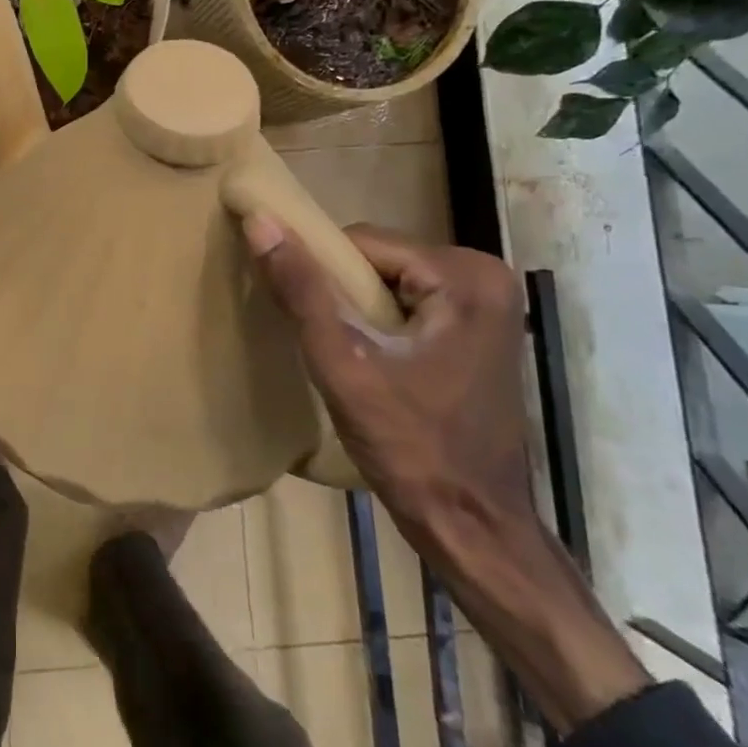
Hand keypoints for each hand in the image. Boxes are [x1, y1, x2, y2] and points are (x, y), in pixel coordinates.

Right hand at [244, 216, 649, 732]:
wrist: (473, 525)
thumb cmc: (410, 447)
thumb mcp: (343, 364)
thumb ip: (303, 291)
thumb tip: (259, 221)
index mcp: (464, 276)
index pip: (363, 243)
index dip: (320, 272)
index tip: (295, 309)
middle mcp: (485, 276)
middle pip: (379, 260)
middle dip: (340, 293)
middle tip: (321, 340)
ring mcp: (488, 304)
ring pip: (390, 281)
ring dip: (356, 309)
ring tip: (339, 352)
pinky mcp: (480, 330)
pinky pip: (410, 303)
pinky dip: (379, 322)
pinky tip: (367, 360)